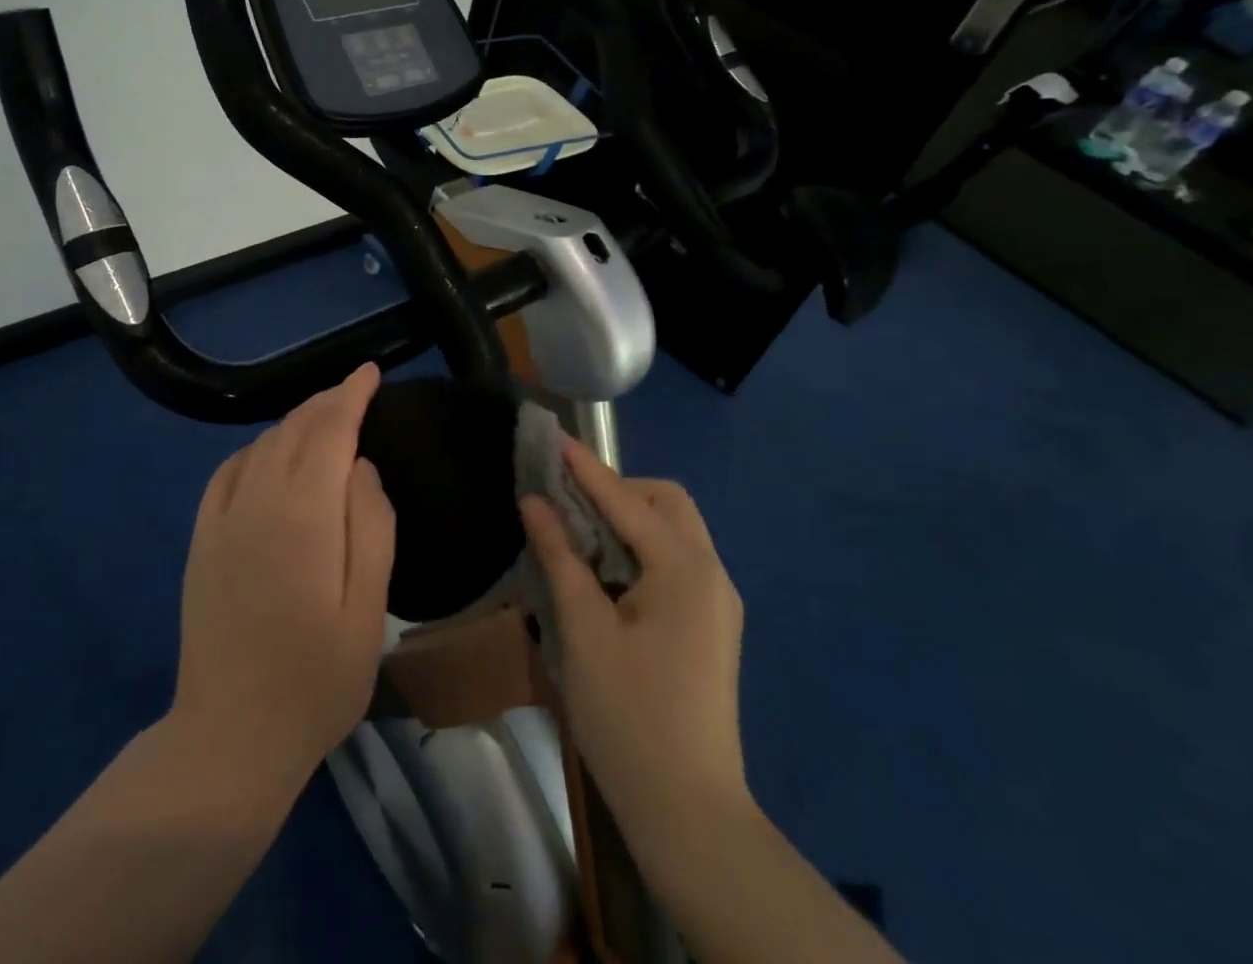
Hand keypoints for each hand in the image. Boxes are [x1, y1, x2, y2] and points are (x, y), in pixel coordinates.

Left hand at [171, 363, 394, 793]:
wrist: (230, 736)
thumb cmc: (315, 678)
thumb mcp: (368, 608)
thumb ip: (370, 526)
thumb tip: (360, 467)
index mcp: (303, 512)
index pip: (330, 429)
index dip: (351, 394)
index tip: (370, 373)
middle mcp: (257, 500)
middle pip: (294, 428)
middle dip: (326, 402)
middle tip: (354, 391)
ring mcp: (222, 519)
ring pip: (262, 445)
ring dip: (294, 422)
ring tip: (323, 418)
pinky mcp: (202, 540)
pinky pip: (228, 472)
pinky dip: (256, 449)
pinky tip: (268, 455)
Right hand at [520, 439, 750, 840]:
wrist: (689, 814)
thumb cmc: (629, 717)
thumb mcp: (584, 631)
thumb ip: (560, 557)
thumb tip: (535, 502)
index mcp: (685, 570)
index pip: (627, 500)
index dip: (586, 468)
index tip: (552, 439)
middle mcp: (712, 574)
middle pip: (666, 503)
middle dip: (618, 490)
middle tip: (568, 503)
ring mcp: (717, 602)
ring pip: (674, 531)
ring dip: (628, 518)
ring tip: (579, 534)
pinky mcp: (711, 626)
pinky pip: (676, 562)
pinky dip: (640, 548)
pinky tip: (606, 572)